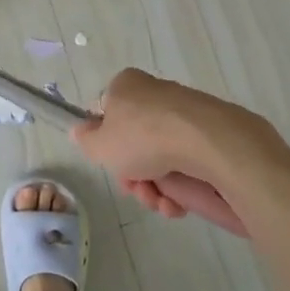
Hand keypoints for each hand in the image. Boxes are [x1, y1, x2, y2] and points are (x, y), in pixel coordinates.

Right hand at [70, 68, 281, 217]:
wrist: (208, 142)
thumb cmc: (143, 137)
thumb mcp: (100, 144)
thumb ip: (85, 140)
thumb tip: (79, 131)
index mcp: (127, 86)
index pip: (108, 114)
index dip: (107, 145)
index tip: (113, 165)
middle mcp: (155, 94)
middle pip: (134, 142)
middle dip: (134, 175)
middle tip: (137, 190)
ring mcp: (185, 113)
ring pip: (160, 158)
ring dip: (155, 188)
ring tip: (161, 203)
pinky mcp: (210, 133)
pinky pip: (186, 162)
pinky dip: (180, 186)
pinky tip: (178, 204)